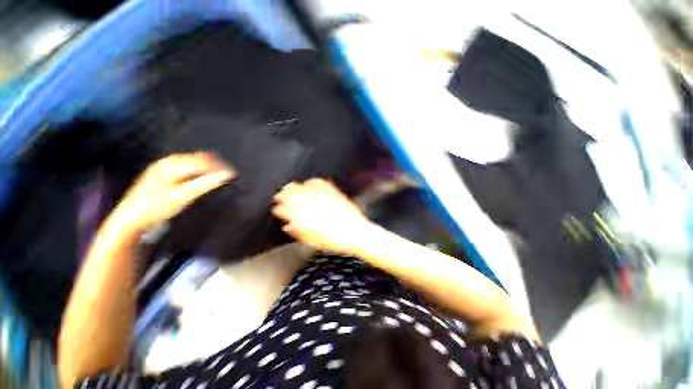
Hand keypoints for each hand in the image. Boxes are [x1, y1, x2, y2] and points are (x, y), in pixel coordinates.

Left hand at [110, 152, 234, 233]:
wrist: (130, 219)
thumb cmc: (154, 208)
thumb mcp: (180, 197)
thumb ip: (203, 185)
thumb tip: (226, 176)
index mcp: (171, 165)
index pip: (202, 161)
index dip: (220, 167)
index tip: (234, 174)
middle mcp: (168, 162)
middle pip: (199, 158)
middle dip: (216, 165)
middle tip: (231, 175)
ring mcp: (165, 167)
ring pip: (194, 161)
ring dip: (210, 167)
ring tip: (223, 175)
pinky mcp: (165, 173)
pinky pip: (189, 166)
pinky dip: (201, 170)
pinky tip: (207, 177)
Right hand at [272, 179, 372, 254]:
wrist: (357, 234)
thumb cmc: (336, 241)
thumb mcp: (314, 242)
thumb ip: (299, 233)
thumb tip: (288, 226)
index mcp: (307, 220)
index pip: (288, 211)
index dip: (279, 209)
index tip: (275, 208)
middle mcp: (313, 207)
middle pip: (294, 197)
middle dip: (284, 195)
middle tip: (279, 194)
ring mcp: (324, 199)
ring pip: (305, 189)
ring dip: (295, 187)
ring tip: (289, 186)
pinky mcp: (334, 194)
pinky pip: (322, 184)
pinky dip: (313, 182)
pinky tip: (309, 182)